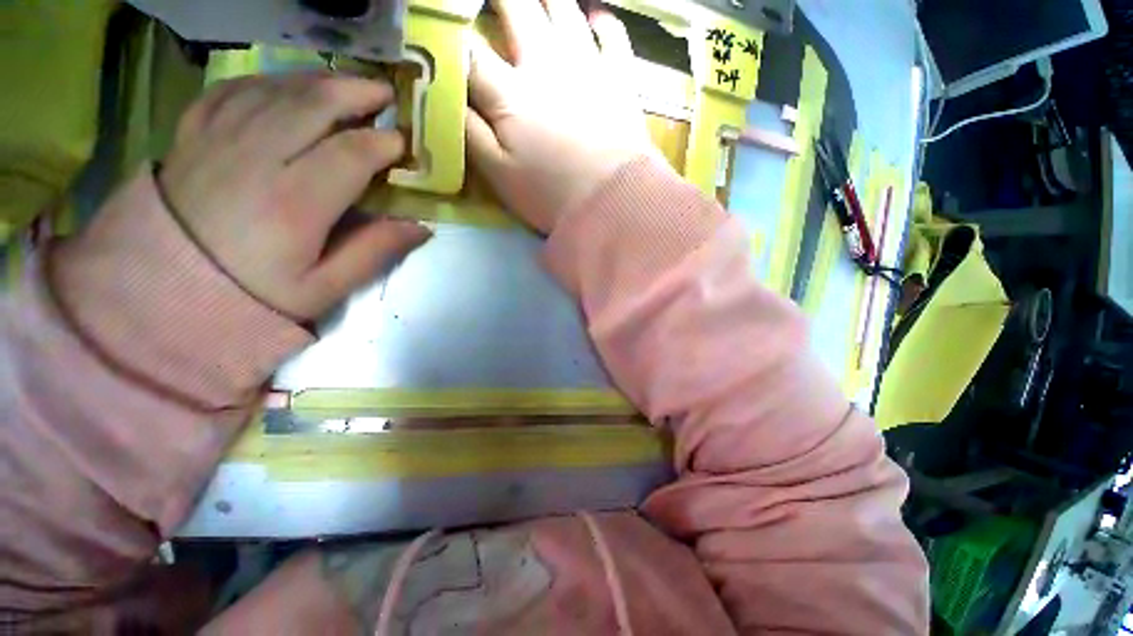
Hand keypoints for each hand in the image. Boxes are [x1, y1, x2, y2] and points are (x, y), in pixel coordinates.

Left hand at [158, 74, 430, 320]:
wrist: (166, 289)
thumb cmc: (254, 293)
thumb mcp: (325, 288)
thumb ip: (374, 252)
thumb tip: (421, 226)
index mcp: (293, 203)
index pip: (350, 154)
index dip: (384, 143)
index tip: (405, 145)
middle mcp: (255, 158)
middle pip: (312, 105)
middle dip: (356, 93)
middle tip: (385, 93)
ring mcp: (217, 139)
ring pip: (276, 90)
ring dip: (318, 83)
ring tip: (347, 86)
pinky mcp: (193, 134)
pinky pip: (233, 90)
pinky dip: (267, 81)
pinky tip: (288, 88)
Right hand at [466, 0, 657, 232]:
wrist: (612, 205)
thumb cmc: (551, 195)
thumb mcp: (499, 175)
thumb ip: (469, 132)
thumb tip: (447, 94)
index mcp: (510, 92)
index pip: (469, 46)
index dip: (451, 30)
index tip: (445, 25)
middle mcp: (546, 63)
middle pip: (516, 6)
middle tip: (492, 2)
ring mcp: (588, 65)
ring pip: (564, 7)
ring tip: (537, 1)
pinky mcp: (619, 78)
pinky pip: (612, 32)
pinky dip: (601, 21)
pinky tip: (593, 20)